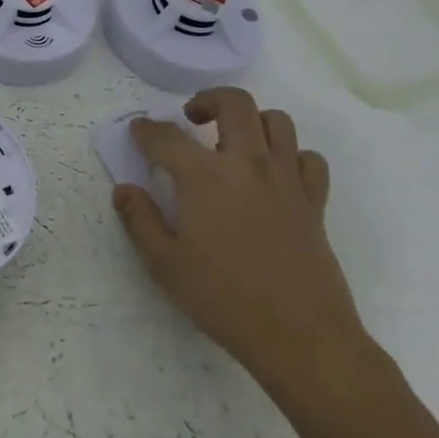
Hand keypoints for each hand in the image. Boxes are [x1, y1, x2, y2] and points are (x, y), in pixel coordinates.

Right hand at [115, 87, 370, 398]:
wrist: (302, 338)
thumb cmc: (224, 299)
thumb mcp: (165, 264)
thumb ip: (139, 220)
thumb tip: (124, 189)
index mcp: (204, 176)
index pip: (167, 137)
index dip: (146, 130)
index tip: (137, 130)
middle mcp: (246, 164)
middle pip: (234, 103)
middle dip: (207, 100)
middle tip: (192, 119)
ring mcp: (286, 179)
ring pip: (277, 121)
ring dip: (252, 121)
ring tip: (234, 142)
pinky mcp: (314, 202)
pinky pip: (309, 159)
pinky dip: (292, 156)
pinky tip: (276, 174)